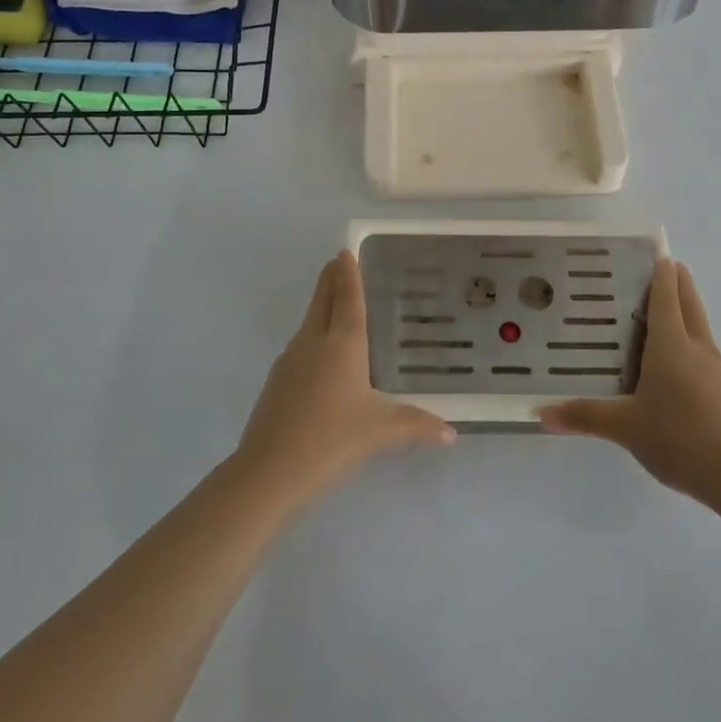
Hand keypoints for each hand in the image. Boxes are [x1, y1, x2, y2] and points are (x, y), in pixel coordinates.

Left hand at [234, 251, 454, 504]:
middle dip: (330, 280)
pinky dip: (312, 336)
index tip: (344, 251)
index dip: (348, 274)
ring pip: (308, 323)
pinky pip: (300, 347)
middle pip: (321, 301)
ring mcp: (290, 361)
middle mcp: (313, 342)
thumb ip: (417, 426)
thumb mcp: (381, 431)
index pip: (347, 298)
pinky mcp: (276, 382)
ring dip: (320, 306)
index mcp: (342, 343)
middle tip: (337, 262)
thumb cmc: (332, 439)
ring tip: (334, 304)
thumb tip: (451, 434)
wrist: (269, 470)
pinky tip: (320, 356)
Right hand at [538, 259, 720, 509]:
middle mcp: (696, 347)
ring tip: (651, 313)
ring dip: (680, 310)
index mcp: (672, 344)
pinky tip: (668, 362)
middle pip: (688, 301)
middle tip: (652, 269)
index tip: (650, 250)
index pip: (666, 294)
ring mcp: (715, 368)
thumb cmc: (680, 438)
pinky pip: (701, 351)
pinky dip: (685, 341)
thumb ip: (584, 416)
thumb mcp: (625, 428)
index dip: (660, 269)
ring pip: (697, 325)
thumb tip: (539, 412)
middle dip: (675, 280)